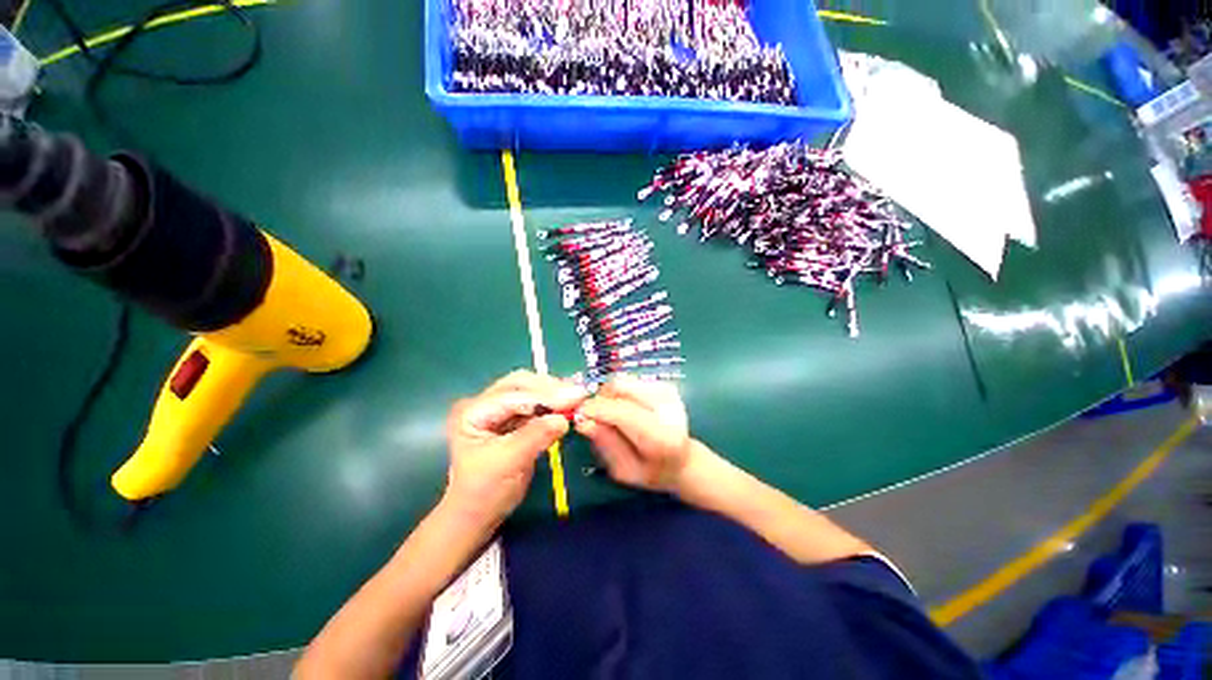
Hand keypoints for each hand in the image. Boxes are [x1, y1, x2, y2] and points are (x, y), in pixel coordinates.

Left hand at [442, 371, 586, 533]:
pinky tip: (567, 406)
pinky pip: (535, 405)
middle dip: (549, 388)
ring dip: (553, 394)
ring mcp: (497, 410)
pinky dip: (552, 405)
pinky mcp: (511, 419)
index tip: (575, 396)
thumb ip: (535, 436)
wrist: (477, 515)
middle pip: (520, 384)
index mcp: (472, 411)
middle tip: (577, 395)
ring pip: (529, 391)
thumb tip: (564, 418)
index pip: (513, 395)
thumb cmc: (485, 492)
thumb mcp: (509, 463)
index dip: (545, 395)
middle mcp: (483, 403)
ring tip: (576, 398)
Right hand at [574, 375, 692, 492]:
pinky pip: (629, 380)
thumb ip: (605, 444)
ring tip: (610, 413)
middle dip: (599, 399)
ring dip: (608, 395)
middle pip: (620, 388)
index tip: (578, 415)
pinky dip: (619, 392)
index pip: (621, 412)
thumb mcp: (624, 469)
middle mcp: (667, 407)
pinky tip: (624, 407)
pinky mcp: (664, 384)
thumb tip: (582, 421)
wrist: (683, 459)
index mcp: (660, 437)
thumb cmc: (652, 471)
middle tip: (593, 416)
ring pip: (622, 381)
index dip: (595, 409)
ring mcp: (667, 392)